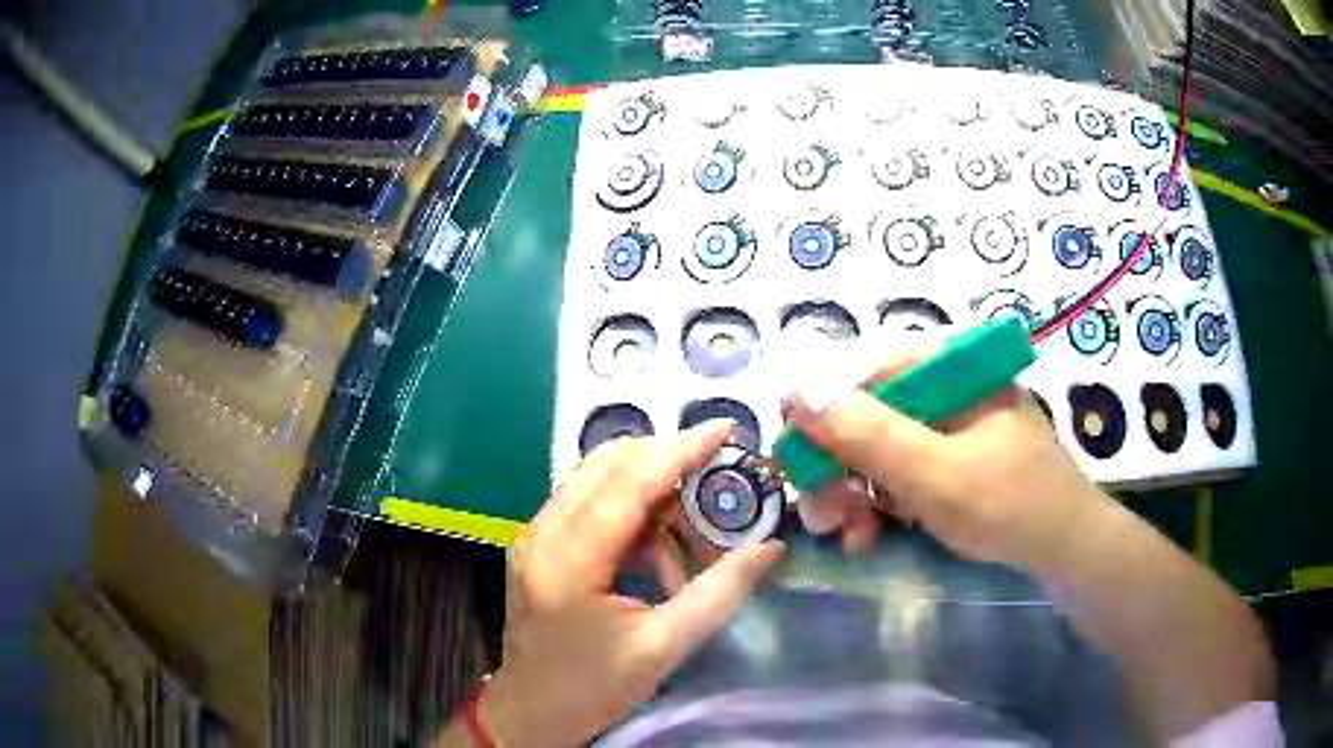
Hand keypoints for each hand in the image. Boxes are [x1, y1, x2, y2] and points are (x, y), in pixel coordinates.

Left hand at [478, 422, 784, 746]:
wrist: (530, 712)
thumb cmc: (592, 688)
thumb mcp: (663, 647)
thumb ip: (719, 593)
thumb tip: (769, 548)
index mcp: (568, 559)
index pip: (628, 482)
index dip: (680, 450)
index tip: (726, 430)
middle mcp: (543, 532)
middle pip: (607, 464)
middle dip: (667, 460)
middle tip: (717, 477)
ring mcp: (535, 535)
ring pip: (598, 480)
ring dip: (651, 492)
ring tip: (692, 538)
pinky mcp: (540, 546)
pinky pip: (590, 505)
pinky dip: (631, 514)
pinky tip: (658, 554)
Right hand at [785, 341, 1109, 573]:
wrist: (1064, 548)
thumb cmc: (1008, 504)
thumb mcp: (934, 473)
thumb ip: (867, 434)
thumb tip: (795, 391)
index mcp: (950, 367)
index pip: (866, 372)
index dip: (823, 416)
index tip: (796, 462)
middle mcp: (947, 386)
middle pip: (870, 414)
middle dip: (840, 468)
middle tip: (822, 516)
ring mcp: (951, 423)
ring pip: (881, 447)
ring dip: (856, 494)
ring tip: (851, 537)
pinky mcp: (953, 456)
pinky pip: (902, 470)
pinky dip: (882, 502)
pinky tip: (871, 534)